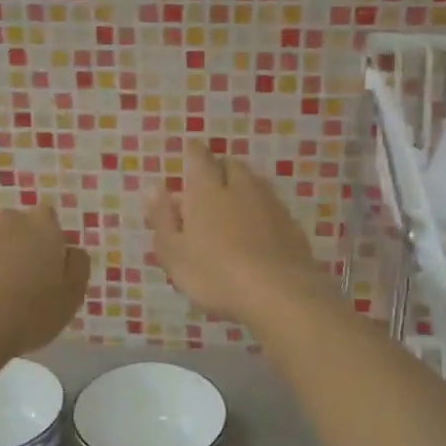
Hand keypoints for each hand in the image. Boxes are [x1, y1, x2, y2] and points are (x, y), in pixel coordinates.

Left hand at [0, 205, 90, 357]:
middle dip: (23, 248)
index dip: (51, 241)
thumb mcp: (73, 295)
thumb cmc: (30, 312)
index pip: (48, 218)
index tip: (51, 269)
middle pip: (19, 230)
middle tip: (27, 284)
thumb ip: (78, 266)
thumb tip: (70, 251)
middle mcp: (7, 223)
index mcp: (41, 225)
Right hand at [148, 146, 326, 324]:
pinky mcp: (292, 226)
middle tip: (208, 185)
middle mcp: (241, 188)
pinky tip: (257, 232)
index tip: (189, 152)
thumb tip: (152, 186)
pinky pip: (272, 208)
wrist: (278, 293)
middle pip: (231, 166)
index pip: (200, 157)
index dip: (193, 153)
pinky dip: (261, 212)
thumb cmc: (214, 273)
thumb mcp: (174, 251)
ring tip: (232, 208)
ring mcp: (270, 205)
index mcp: (207, 190)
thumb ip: (162, 217)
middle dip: (219, 169)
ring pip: (255, 184)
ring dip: (242, 188)